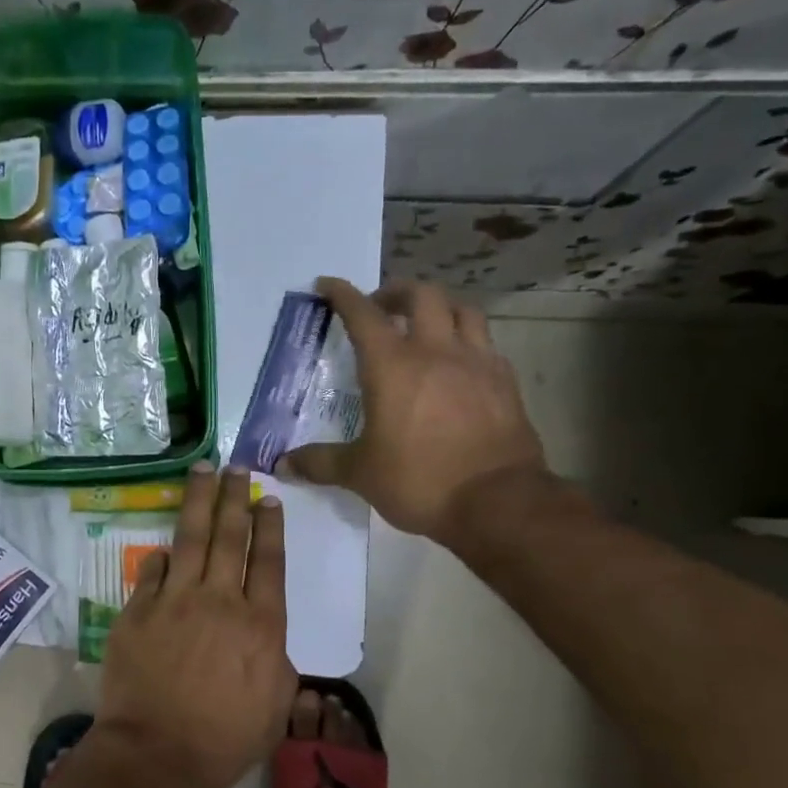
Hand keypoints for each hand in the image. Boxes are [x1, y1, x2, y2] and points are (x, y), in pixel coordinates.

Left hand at [98, 464, 294, 787]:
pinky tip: (167, 544)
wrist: (157, 753)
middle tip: (236, 468)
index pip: (268, 561)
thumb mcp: (276, 706)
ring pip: (191, 538)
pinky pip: (152, 571)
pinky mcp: (138, 610)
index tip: (268, 499)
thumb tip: (267, 634)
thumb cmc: (224, 739)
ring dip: (199, 501)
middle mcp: (219, 600)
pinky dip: (162, 556)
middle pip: (230, 537)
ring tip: (203, 471)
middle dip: (235, 498)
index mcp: (260, 624)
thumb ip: (277, 660)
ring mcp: (174, 600)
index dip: (269, 526)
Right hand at [280, 278, 547, 542]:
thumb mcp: (360, 473)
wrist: (499, 503)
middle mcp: (436, 351)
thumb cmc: (419, 480)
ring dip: (438, 307)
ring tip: (424, 324)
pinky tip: (458, 363)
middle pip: (421, 295)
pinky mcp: (505, 381)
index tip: (327, 285)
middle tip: (380, 308)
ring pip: (462, 309)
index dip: (342, 294)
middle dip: (395, 292)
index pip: (362, 314)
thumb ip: (320, 463)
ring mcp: (477, 362)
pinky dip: (466, 339)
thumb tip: (282, 465)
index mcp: (392, 366)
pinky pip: (485, 342)